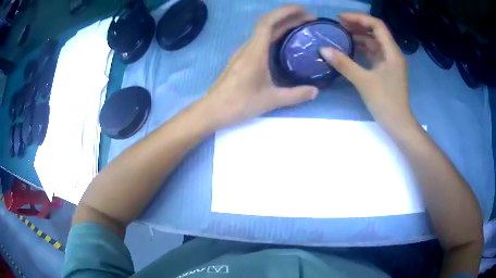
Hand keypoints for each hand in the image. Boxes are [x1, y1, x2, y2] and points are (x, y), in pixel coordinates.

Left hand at [200, 5, 317, 127]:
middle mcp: (248, 48)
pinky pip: (259, 41)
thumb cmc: (239, 104)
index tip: (303, 10)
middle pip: (268, 24)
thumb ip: (295, 95)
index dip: (285, 12)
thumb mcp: (271, 100)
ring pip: (263, 32)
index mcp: (255, 52)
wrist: (212, 111)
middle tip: (309, 19)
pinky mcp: (240, 60)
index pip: (268, 22)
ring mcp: (242, 53)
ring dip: (281, 25)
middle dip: (289, 17)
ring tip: (300, 28)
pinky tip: (283, 44)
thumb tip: (315, 91)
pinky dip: (274, 36)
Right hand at [320, 13, 413, 129]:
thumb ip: (344, 64)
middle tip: (338, 25)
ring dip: (359, 37)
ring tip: (341, 35)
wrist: (398, 124)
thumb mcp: (363, 81)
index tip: (341, 18)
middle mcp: (393, 54)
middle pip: (375, 32)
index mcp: (392, 52)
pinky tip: (350, 50)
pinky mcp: (386, 71)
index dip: (359, 18)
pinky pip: (374, 54)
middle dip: (357, 25)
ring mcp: (390, 62)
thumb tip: (323, 49)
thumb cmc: (385, 102)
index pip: (377, 25)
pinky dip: (362, 50)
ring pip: (374, 43)